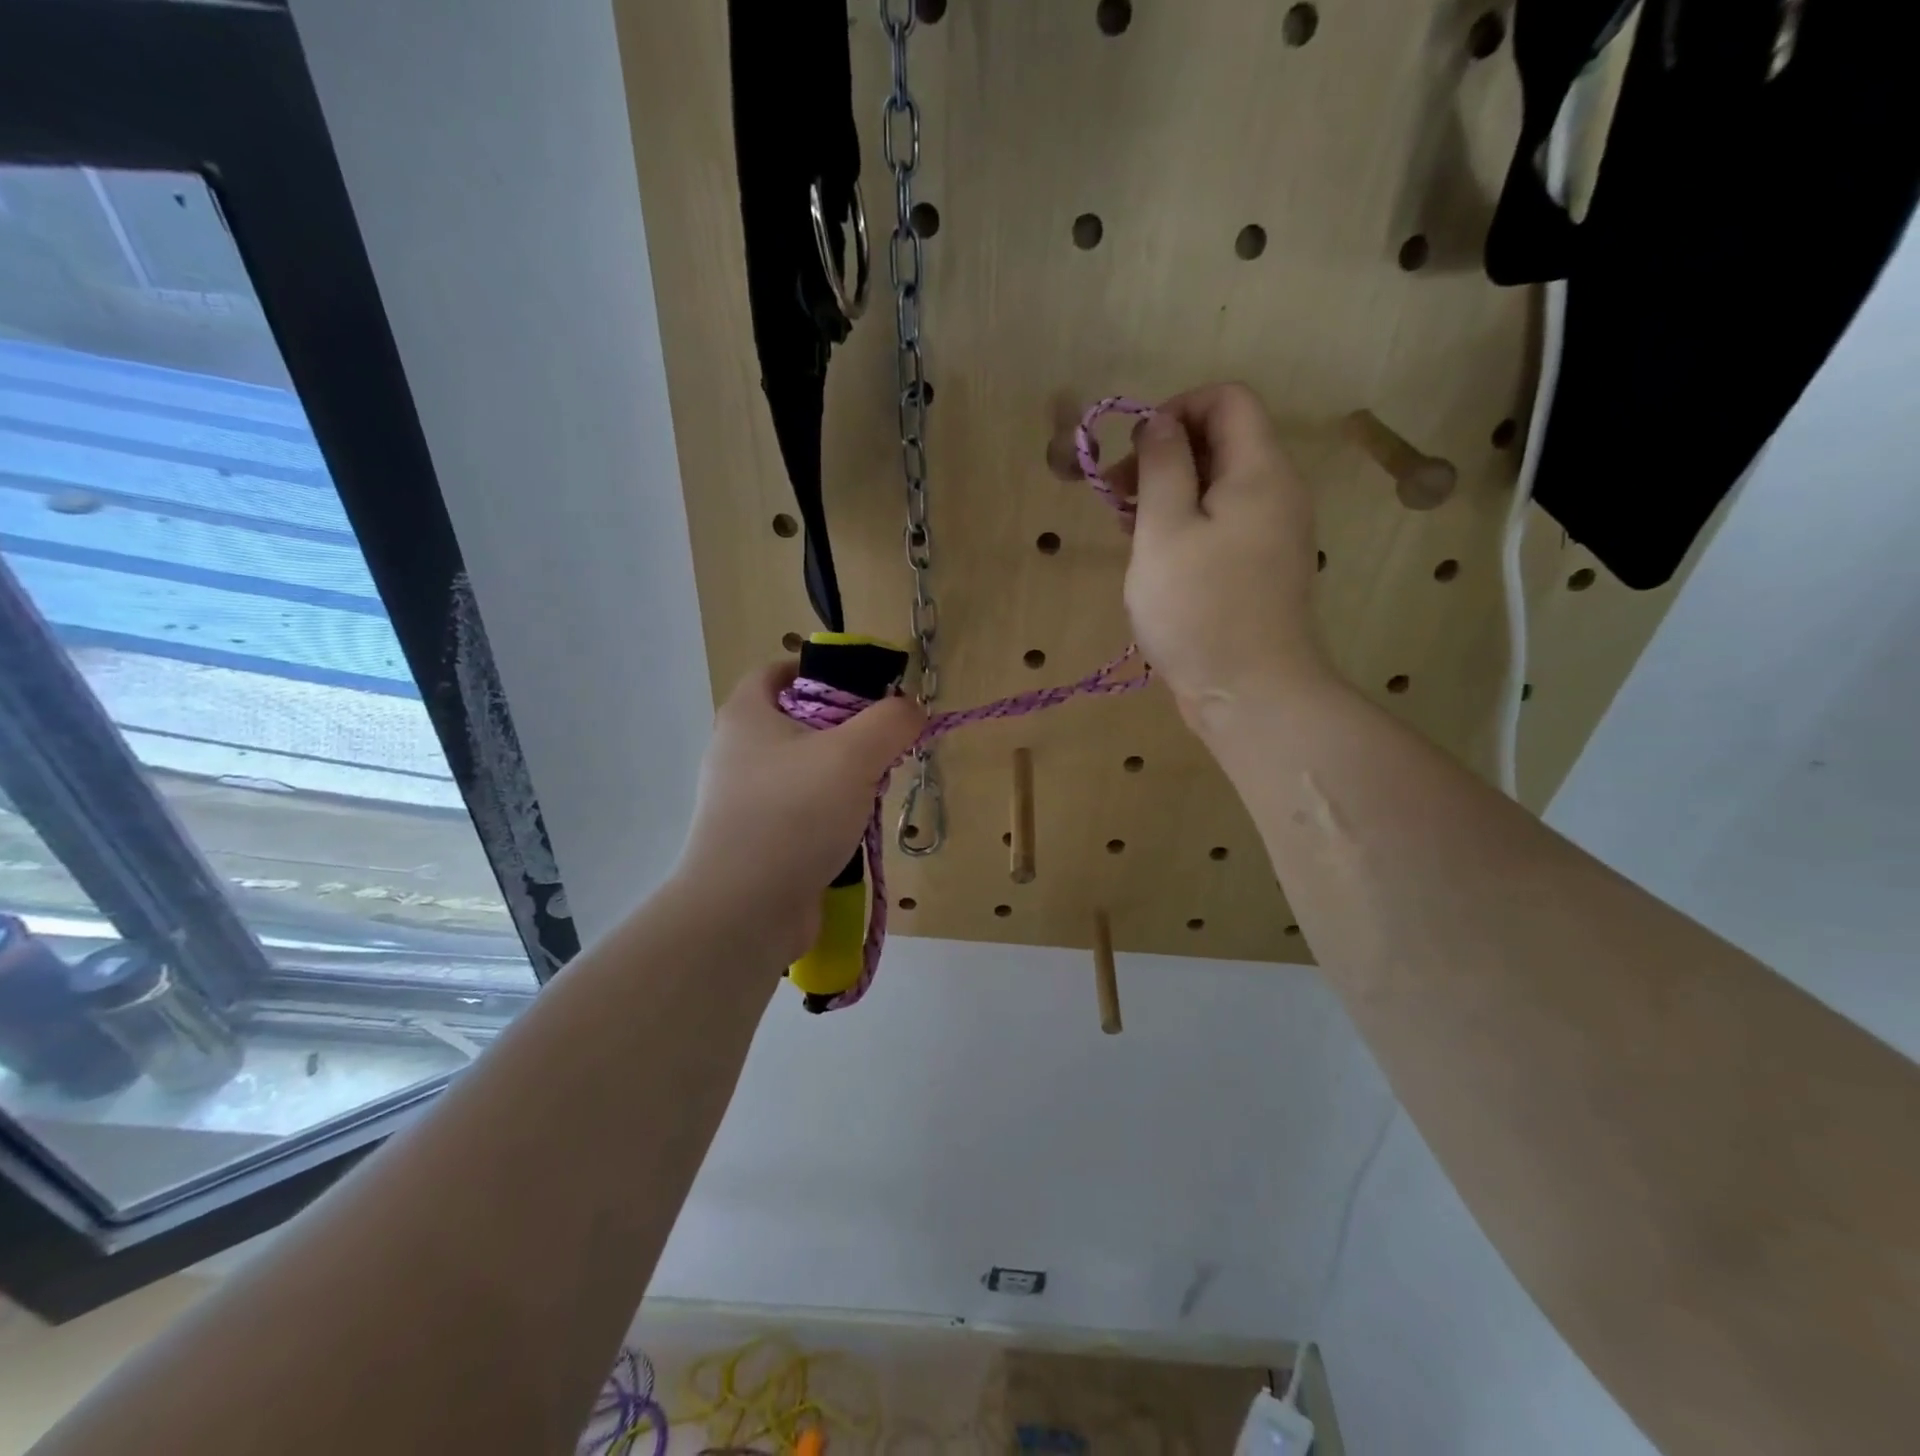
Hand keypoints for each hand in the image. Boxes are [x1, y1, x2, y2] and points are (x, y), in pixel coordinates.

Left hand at [672, 663, 924, 965]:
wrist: (745, 911)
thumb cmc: (794, 815)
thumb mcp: (853, 754)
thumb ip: (891, 721)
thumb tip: (911, 709)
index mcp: (746, 715)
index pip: (778, 671)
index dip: (820, 670)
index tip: (864, 688)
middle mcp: (738, 752)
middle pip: (800, 720)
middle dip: (846, 728)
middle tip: (882, 743)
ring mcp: (746, 800)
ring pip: (807, 769)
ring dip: (844, 775)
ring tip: (876, 788)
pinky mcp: (759, 840)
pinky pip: (803, 810)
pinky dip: (831, 812)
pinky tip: (856, 829)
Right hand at [1112, 383, 1330, 732]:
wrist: (1251, 692)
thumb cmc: (1199, 609)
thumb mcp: (1164, 530)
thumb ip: (1161, 466)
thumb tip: (1159, 422)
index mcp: (1259, 470)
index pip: (1227, 398)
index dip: (1175, 410)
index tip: (1135, 453)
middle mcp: (1277, 491)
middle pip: (1222, 440)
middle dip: (1165, 455)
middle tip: (1119, 497)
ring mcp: (1273, 532)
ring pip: (1218, 486)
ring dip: (1169, 494)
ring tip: (1128, 530)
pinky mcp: (1261, 566)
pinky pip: (1223, 523)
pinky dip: (1187, 525)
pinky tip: (1155, 558)